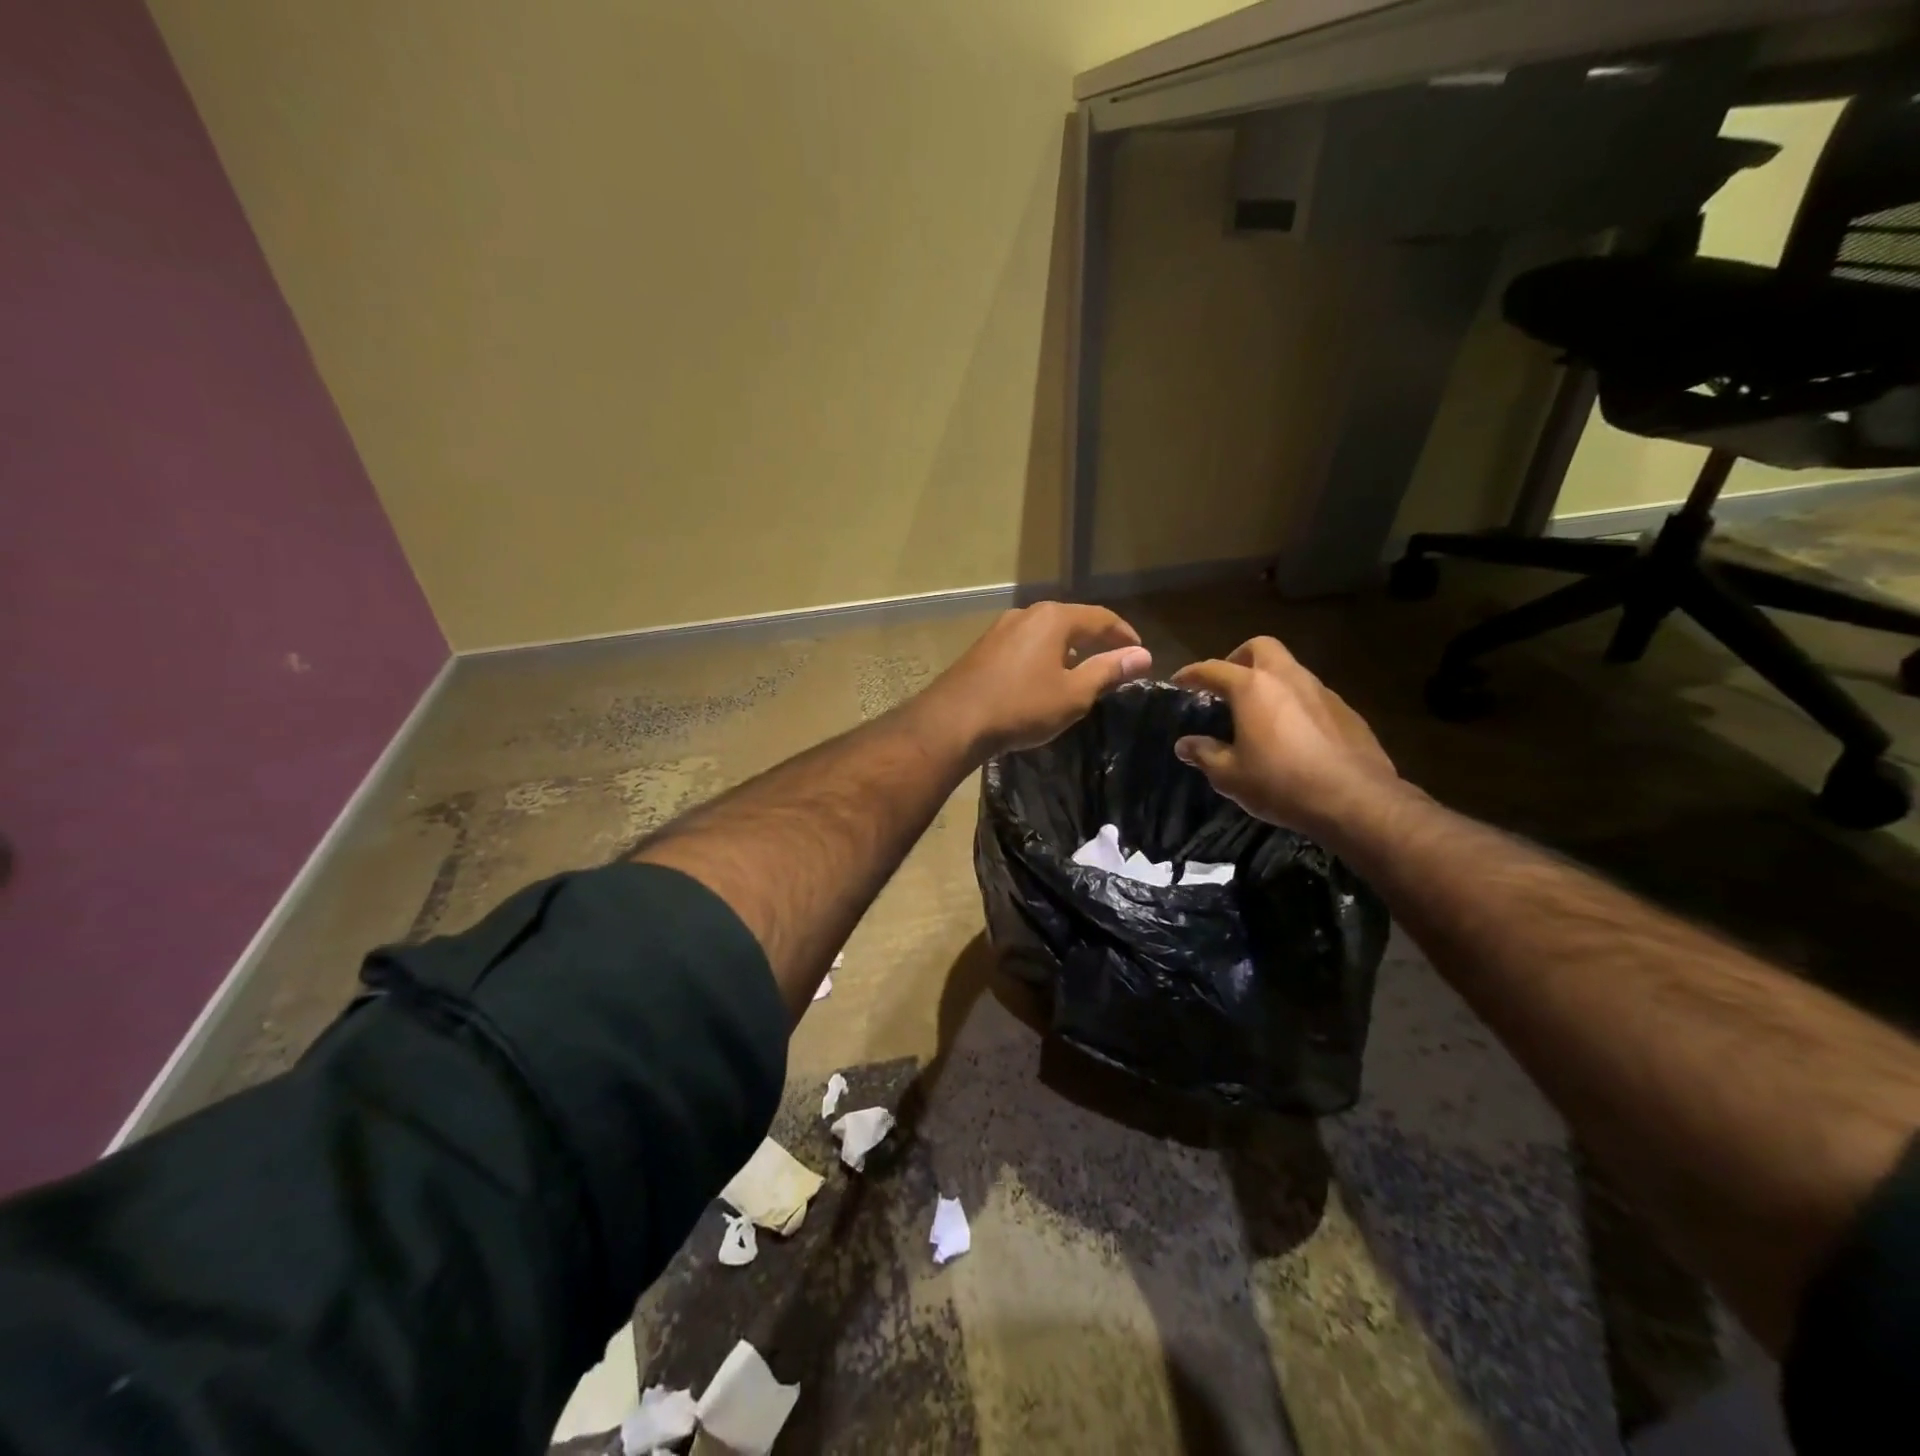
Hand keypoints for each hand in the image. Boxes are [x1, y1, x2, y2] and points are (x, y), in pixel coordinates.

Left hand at [930, 602, 1152, 755]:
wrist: (954, 720)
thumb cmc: (1021, 706)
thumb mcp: (1073, 694)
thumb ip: (1108, 671)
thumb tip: (1141, 655)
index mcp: (1054, 618)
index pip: (1101, 618)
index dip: (1124, 635)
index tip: (1139, 653)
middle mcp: (1027, 614)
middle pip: (1071, 621)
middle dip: (1095, 640)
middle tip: (1114, 661)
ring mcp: (1000, 630)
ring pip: (1045, 633)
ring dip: (1067, 648)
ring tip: (1081, 671)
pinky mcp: (983, 649)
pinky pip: (1024, 646)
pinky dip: (1043, 656)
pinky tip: (1043, 679)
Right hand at [1171, 637, 1403, 841]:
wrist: (1355, 799)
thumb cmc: (1281, 783)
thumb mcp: (1230, 775)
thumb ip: (1204, 754)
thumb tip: (1185, 745)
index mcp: (1253, 688)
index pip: (1213, 669)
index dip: (1192, 674)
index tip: (1179, 681)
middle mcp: (1287, 678)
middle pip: (1260, 648)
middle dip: (1238, 658)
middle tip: (1227, 685)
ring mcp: (1321, 691)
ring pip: (1289, 669)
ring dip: (1270, 681)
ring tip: (1258, 712)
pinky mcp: (1345, 711)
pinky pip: (1311, 695)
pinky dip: (1294, 703)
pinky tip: (1292, 733)